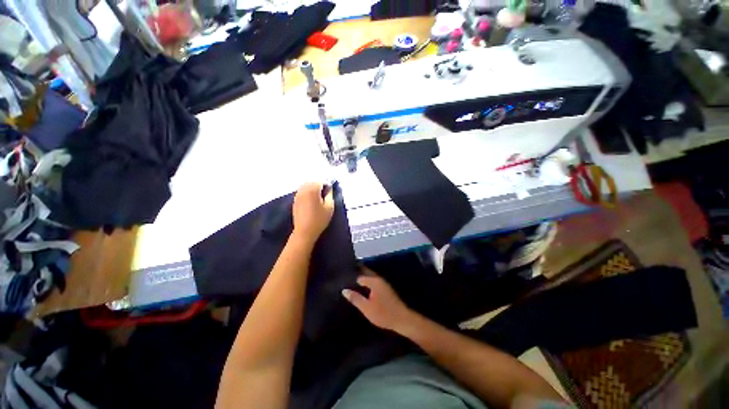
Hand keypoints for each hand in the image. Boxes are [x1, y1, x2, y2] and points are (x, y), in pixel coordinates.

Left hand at [292, 182, 334, 243]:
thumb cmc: (319, 219)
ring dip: (313, 188)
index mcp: (312, 189)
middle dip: (319, 185)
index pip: (321, 181)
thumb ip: (330, 195)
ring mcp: (297, 195)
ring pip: (306, 186)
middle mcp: (303, 189)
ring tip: (319, 196)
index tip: (331, 191)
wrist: (305, 231)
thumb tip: (329, 189)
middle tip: (325, 193)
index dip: (327, 184)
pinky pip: (302, 191)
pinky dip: (307, 192)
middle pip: (312, 182)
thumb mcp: (330, 207)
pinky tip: (312, 200)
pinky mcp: (295, 200)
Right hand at [342, 268, 413, 331]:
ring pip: (369, 277)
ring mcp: (382, 283)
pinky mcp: (385, 288)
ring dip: (361, 278)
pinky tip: (361, 289)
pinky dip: (366, 282)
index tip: (341, 277)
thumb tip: (344, 290)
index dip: (350, 276)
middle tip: (344, 278)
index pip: (359, 274)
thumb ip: (355, 298)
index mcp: (374, 280)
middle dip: (356, 274)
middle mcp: (378, 279)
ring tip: (349, 282)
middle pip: (365, 273)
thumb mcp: (367, 308)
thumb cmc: (383, 314)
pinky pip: (372, 281)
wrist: (402, 319)